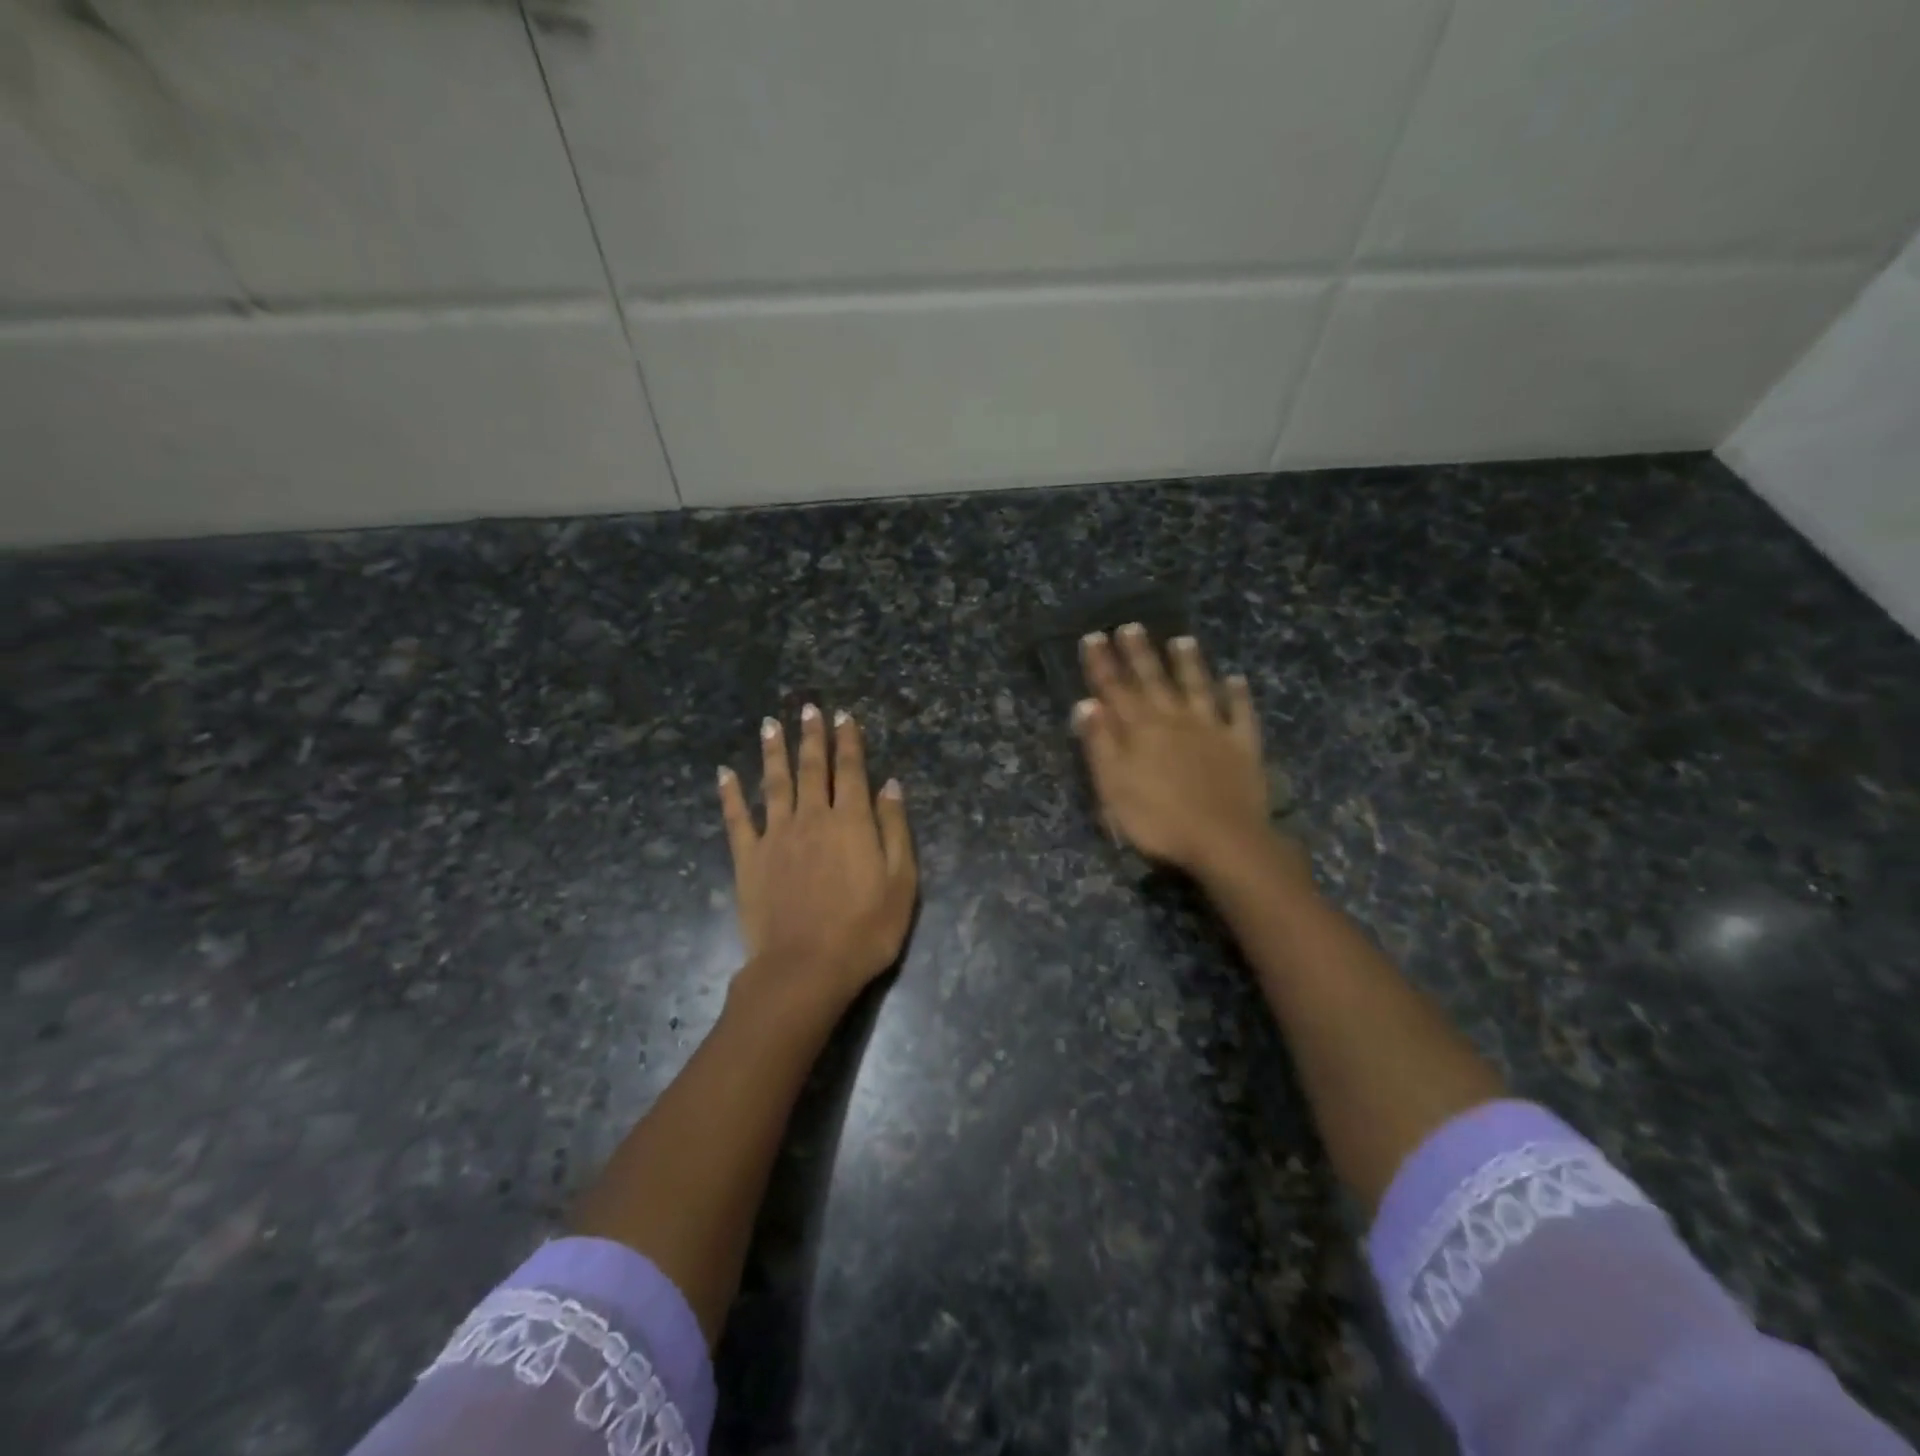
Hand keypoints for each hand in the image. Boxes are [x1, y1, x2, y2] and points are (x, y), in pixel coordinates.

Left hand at [718, 704, 916, 1010]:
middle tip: (807, 708)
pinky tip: (724, 773)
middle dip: (811, 736)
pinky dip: (730, 794)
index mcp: (850, 821)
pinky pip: (737, 818)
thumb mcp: (901, 882)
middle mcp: (811, 817)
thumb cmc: (864, 930)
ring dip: (773, 751)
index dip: (848, 741)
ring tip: (770, 724)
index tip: (843, 716)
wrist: (806, 968)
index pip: (850, 769)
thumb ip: (895, 829)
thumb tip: (890, 786)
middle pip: (811, 768)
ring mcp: (776, 836)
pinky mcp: (749, 858)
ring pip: (774, 782)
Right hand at [1073, 625, 1274, 874]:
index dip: (1102, 663)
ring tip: (1182, 640)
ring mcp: (1212, 729)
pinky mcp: (1242, 746)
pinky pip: (1240, 713)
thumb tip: (1086, 704)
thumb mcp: (1113, 787)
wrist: (1224, 840)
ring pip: (1197, 687)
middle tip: (1130, 626)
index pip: (1114, 689)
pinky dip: (1237, 695)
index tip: (1093, 637)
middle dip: (1139, 653)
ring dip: (1188, 663)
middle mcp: (1174, 720)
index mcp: (1140, 730)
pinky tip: (1235, 680)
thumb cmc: (1158, 820)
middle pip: (1153, 680)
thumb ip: (1100, 744)